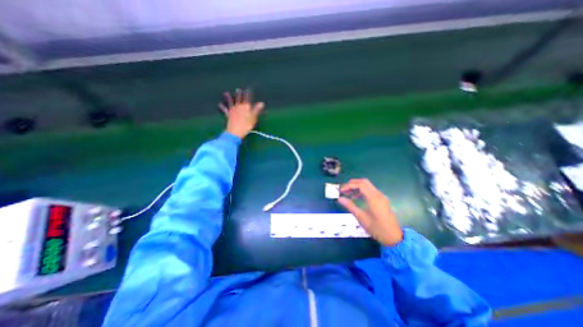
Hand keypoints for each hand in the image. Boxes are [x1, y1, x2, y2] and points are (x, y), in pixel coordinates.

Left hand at [219, 90, 264, 139]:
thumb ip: (257, 110)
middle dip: (239, 94)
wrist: (235, 131)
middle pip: (239, 99)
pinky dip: (222, 107)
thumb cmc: (246, 125)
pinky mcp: (228, 114)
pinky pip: (225, 110)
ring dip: (229, 97)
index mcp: (246, 106)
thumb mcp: (254, 118)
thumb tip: (262, 103)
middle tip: (238, 89)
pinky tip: (220, 104)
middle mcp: (239, 106)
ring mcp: (233, 110)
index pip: (247, 98)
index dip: (248, 93)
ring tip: (226, 93)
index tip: (248, 88)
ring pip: (231, 102)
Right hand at [335, 178, 403, 245]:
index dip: (349, 185)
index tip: (340, 191)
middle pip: (364, 182)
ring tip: (347, 194)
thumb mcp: (361, 218)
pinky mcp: (381, 200)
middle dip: (352, 184)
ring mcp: (381, 196)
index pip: (360, 184)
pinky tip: (355, 197)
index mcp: (374, 198)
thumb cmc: (377, 228)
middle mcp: (378, 194)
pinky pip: (370, 191)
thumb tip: (339, 198)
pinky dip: (361, 191)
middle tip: (343, 190)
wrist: (394, 238)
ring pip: (367, 185)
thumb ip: (350, 206)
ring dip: (356, 187)